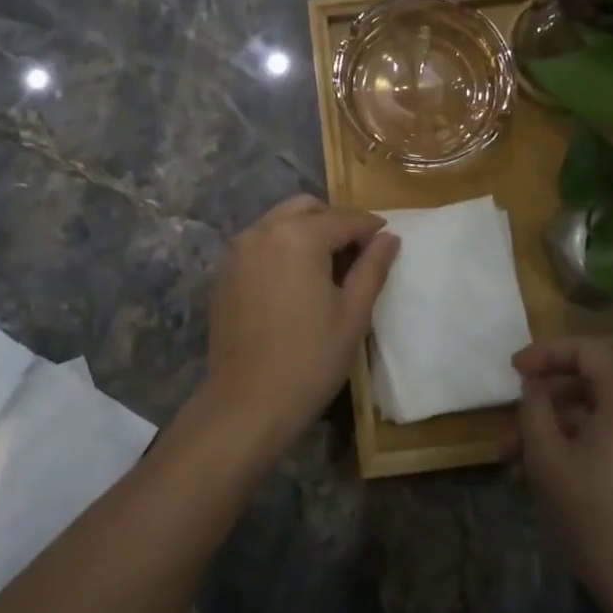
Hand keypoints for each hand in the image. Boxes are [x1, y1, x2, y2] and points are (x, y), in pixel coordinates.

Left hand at [198, 195, 399, 466]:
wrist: (246, 404)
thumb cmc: (310, 360)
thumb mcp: (353, 314)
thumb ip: (373, 268)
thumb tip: (389, 238)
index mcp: (298, 236)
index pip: (344, 220)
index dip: (370, 228)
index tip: (387, 239)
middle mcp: (263, 231)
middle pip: (306, 208)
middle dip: (334, 223)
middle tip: (355, 254)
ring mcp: (237, 250)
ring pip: (279, 221)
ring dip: (305, 232)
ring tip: (325, 268)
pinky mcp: (223, 272)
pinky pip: (258, 243)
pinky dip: (280, 247)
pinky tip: (293, 281)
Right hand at [514, 337, 612, 612]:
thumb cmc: (593, 512)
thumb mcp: (546, 454)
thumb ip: (533, 407)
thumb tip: (533, 386)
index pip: (584, 350)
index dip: (544, 353)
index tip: (512, 370)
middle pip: (589, 380)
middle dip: (543, 398)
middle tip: (508, 416)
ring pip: (595, 412)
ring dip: (553, 426)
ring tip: (510, 455)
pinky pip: (610, 434)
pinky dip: (576, 441)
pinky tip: (540, 470)